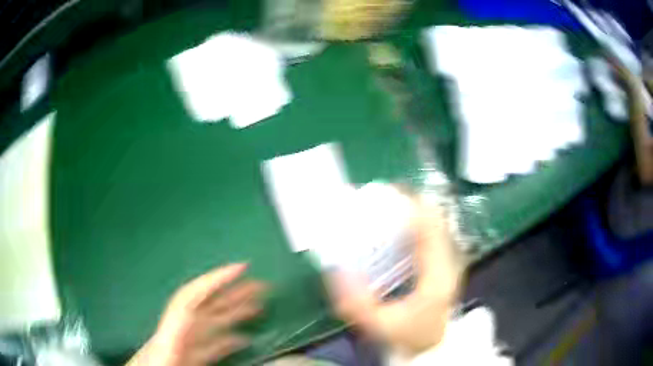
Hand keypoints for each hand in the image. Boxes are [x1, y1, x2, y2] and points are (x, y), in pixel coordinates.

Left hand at [127, 264, 265, 365]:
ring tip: (257, 306)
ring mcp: (182, 346)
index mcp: (170, 335)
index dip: (215, 281)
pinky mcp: (187, 356)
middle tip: (260, 285)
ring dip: (233, 314)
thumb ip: (197, 345)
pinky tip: (243, 338)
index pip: (192, 300)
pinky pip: (210, 345)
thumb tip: (238, 339)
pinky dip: (227, 340)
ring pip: (210, 325)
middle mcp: (177, 335)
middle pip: (205, 308)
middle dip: (232, 294)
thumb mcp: (169, 361)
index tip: (240, 268)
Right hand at [328, 198, 464, 356]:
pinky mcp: (445, 261)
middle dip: (408, 202)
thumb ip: (355, 303)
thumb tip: (336, 271)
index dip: (411, 204)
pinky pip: (433, 232)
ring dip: (413, 209)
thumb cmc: (409, 334)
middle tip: (380, 197)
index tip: (386, 192)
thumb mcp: (379, 324)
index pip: (430, 227)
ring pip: (435, 222)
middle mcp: (448, 260)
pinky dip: (416, 222)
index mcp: (436, 274)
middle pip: (433, 217)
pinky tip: (397, 226)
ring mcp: (449, 259)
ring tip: (387, 205)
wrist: (433, 343)